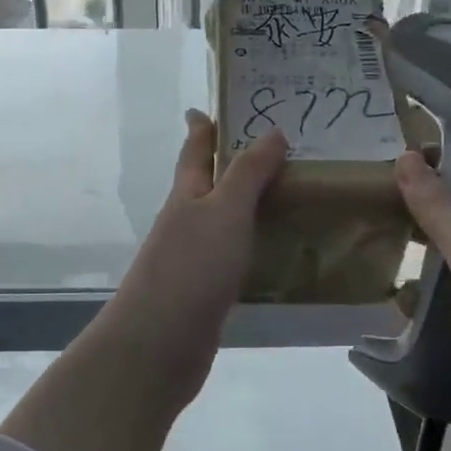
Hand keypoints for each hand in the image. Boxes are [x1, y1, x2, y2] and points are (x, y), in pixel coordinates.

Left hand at [95, 111, 287, 395]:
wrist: (160, 344)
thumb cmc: (191, 267)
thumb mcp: (224, 211)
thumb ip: (248, 173)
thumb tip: (272, 131)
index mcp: (186, 195)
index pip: (194, 150)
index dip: (203, 126)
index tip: (212, 106)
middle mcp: (186, 222)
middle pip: (208, 184)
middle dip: (234, 165)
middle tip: (279, 150)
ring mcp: (193, 259)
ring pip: (224, 221)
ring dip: (248, 205)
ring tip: (290, 194)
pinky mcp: (205, 291)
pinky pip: (234, 256)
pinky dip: (253, 245)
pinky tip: (277, 249)